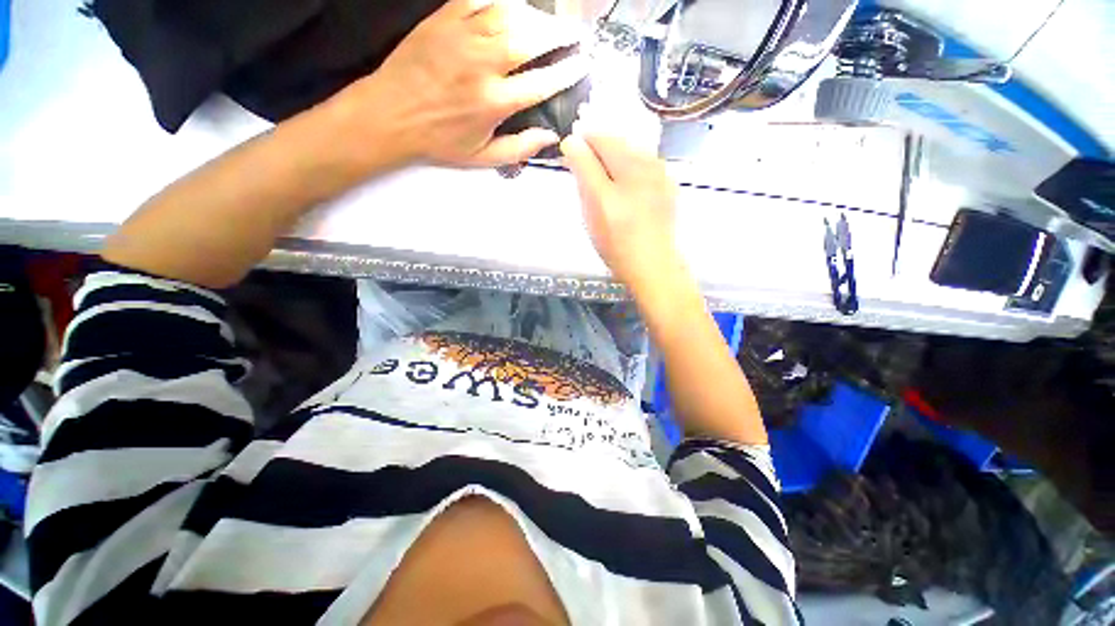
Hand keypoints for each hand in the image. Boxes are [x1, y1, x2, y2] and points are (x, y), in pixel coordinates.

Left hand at [331, 0, 588, 168]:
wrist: (391, 115)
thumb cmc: (439, 140)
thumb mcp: (482, 156)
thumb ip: (520, 148)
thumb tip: (551, 137)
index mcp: (494, 102)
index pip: (542, 82)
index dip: (567, 72)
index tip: (582, 63)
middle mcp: (483, 65)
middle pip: (531, 39)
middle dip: (559, 34)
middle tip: (574, 33)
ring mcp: (462, 36)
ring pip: (509, 13)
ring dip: (535, 15)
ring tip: (547, 22)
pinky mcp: (444, 19)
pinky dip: (501, 1)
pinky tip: (513, 7)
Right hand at [560, 132, 679, 286]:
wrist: (652, 267)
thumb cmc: (617, 239)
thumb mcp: (594, 203)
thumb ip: (582, 167)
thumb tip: (572, 141)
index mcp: (631, 161)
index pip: (599, 136)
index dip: (580, 146)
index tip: (570, 163)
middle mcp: (650, 161)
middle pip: (617, 145)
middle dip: (597, 157)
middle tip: (585, 184)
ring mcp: (662, 177)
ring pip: (629, 158)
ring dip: (612, 166)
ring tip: (604, 194)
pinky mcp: (667, 191)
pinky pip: (642, 172)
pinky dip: (628, 177)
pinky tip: (625, 199)